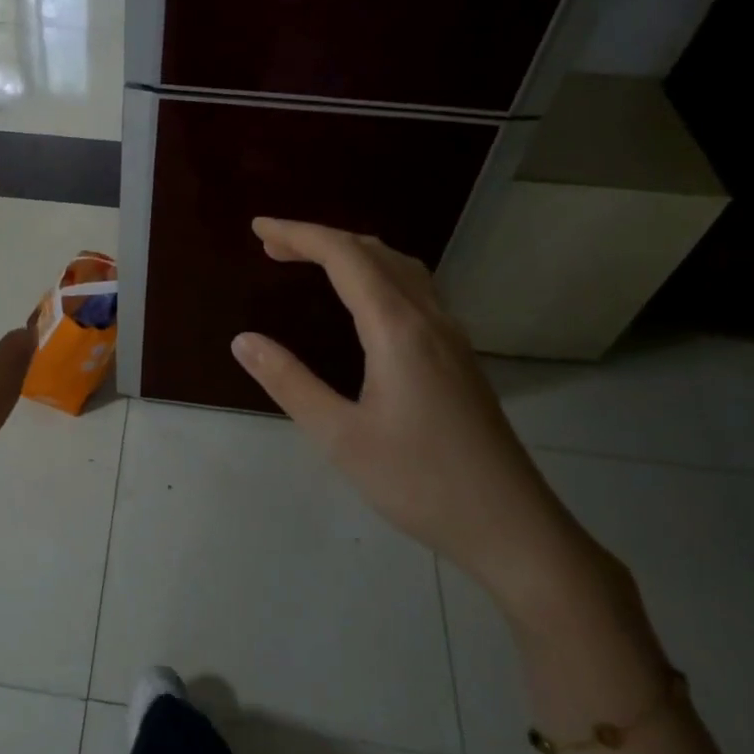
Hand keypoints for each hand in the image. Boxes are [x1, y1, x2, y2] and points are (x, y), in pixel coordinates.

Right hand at [230, 218, 596, 615]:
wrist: (511, 526)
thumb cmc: (418, 482)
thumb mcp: (339, 436)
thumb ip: (288, 382)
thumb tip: (243, 339)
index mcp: (398, 329)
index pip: (344, 257)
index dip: (299, 234)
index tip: (258, 228)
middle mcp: (429, 319)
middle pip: (374, 253)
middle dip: (320, 240)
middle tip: (272, 247)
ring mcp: (451, 337)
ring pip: (401, 268)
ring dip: (352, 254)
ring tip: (311, 262)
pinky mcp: (459, 357)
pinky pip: (415, 290)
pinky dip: (377, 274)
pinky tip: (365, 300)